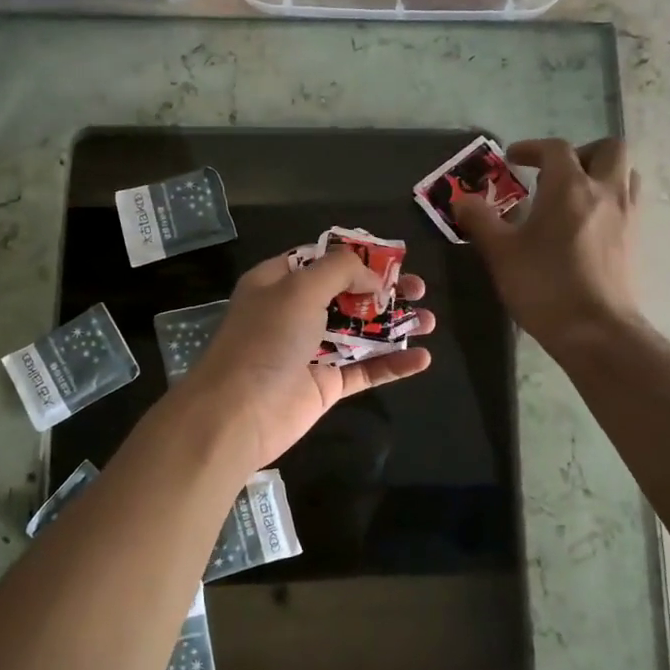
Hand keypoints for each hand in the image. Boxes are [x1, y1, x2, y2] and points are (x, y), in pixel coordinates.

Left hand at [176, 248, 434, 470]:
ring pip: (361, 332)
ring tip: (430, 320)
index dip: (355, 257)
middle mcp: (295, 312)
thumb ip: (339, 271)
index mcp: (279, 283)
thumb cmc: (266, 339)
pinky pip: (365, 370)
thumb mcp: (299, 288)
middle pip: (348, 295)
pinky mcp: (327, 385)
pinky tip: (423, 358)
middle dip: (384, 290)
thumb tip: (372, 277)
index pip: (320, 260)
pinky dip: (393, 364)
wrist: (239, 412)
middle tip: (418, 289)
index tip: (391, 258)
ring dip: (396, 325)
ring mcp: (312, 350)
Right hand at [454, 137, 643, 354]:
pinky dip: (611, 202)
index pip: (555, 149)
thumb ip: (480, 220)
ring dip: (603, 174)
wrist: (595, 331)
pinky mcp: (636, 242)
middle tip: (556, 174)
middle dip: (582, 153)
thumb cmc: (544, 285)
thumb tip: (461, 200)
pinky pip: (630, 204)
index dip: (532, 148)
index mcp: (570, 187)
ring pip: (627, 174)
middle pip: (609, 148)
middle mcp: (605, 192)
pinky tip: (587, 227)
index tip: (513, 159)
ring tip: (575, 197)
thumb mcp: (500, 252)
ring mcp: (627, 216)